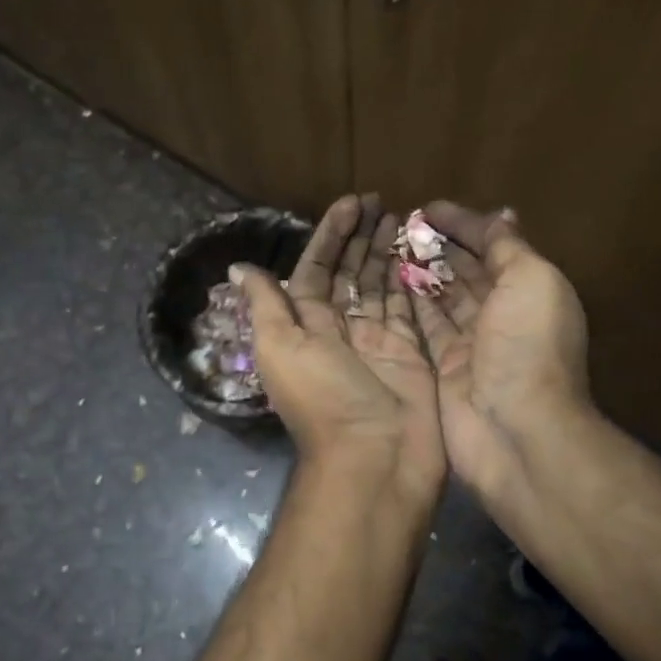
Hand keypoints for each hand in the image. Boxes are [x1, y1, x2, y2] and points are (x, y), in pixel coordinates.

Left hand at [237, 195, 444, 505]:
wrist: (376, 459)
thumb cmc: (325, 399)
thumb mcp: (281, 348)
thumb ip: (266, 305)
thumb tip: (239, 267)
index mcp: (305, 326)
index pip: (317, 269)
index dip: (330, 235)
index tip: (350, 204)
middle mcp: (340, 330)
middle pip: (350, 273)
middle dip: (362, 237)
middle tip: (382, 202)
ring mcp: (377, 340)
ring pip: (380, 286)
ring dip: (387, 252)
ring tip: (403, 217)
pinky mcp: (410, 351)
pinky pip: (410, 307)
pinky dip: (413, 280)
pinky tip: (421, 252)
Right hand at [406, 202, 590, 505]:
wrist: (515, 428)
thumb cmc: (527, 344)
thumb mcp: (530, 280)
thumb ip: (509, 247)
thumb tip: (502, 213)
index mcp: (529, 290)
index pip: (493, 246)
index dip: (464, 224)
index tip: (428, 208)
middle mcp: (502, 315)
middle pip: (466, 271)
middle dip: (439, 246)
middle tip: (401, 225)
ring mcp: (472, 344)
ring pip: (442, 298)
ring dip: (421, 271)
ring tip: (389, 246)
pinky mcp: (445, 367)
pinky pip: (425, 327)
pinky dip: (411, 304)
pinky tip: (389, 281)